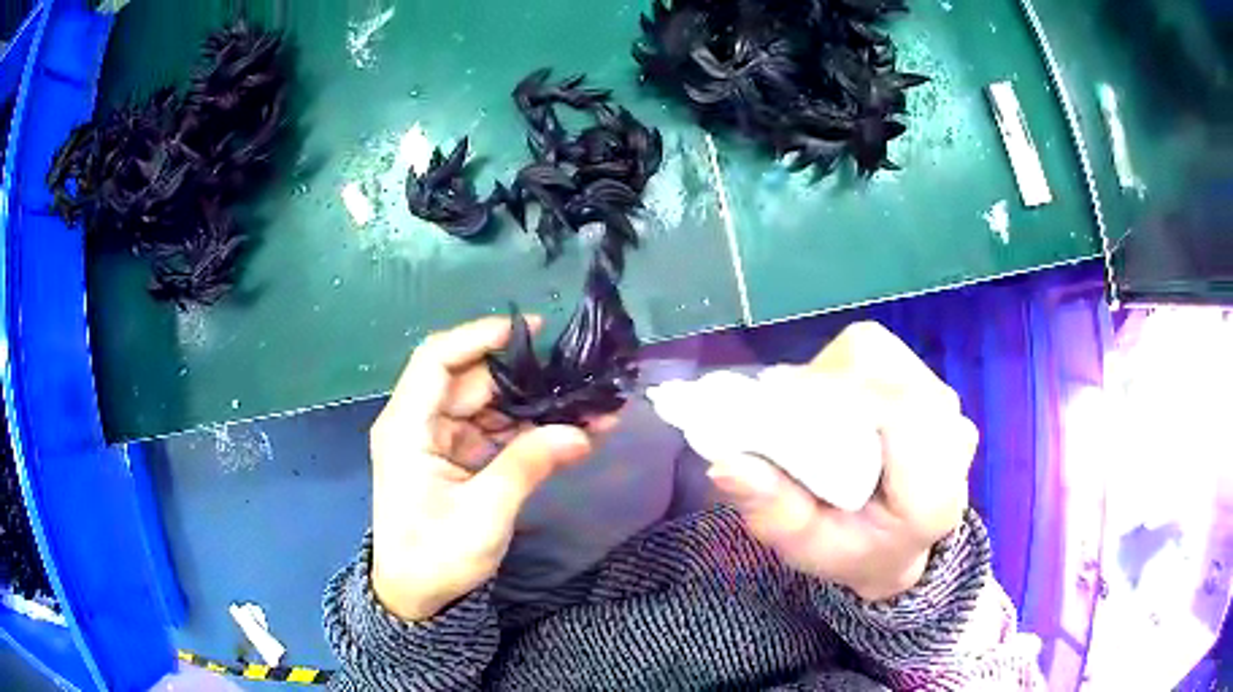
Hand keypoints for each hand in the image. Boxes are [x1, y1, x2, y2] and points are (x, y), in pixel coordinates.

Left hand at [369, 317, 605, 621]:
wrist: (417, 596)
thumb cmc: (435, 555)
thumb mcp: (483, 513)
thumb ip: (527, 466)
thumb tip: (580, 432)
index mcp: (407, 427)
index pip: (437, 359)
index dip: (479, 336)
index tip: (531, 332)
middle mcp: (420, 423)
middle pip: (472, 381)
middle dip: (525, 376)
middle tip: (578, 371)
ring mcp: (440, 440)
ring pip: (489, 405)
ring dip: (535, 405)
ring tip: (589, 403)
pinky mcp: (458, 457)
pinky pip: (495, 432)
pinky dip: (529, 431)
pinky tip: (571, 429)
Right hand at [708, 322, 977, 601]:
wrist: (900, 543)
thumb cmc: (855, 551)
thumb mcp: (807, 548)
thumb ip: (774, 511)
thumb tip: (724, 463)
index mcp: (934, 493)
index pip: (897, 410)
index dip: (833, 396)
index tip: (776, 409)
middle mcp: (951, 437)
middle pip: (883, 372)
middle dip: (825, 386)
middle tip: (788, 422)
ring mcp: (947, 406)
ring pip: (881, 356)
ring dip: (835, 376)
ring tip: (817, 420)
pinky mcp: (932, 384)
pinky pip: (884, 357)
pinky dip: (848, 371)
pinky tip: (842, 410)